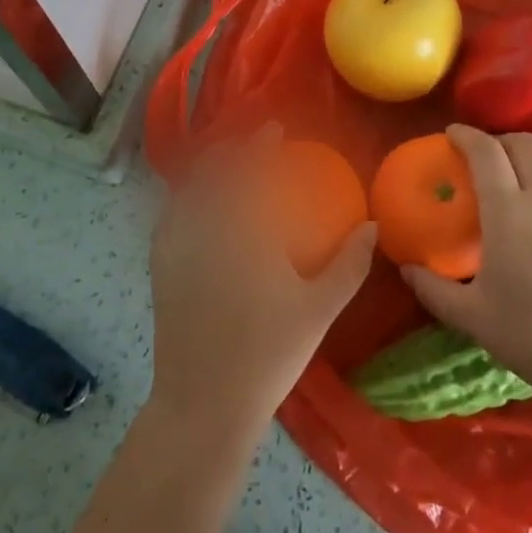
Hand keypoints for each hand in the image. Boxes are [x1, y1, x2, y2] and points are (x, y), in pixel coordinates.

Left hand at [148, 126, 376, 443]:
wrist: (204, 401)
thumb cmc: (268, 353)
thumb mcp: (320, 309)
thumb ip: (350, 263)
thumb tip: (372, 225)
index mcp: (244, 231)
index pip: (249, 171)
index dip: (260, 145)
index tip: (274, 130)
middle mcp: (205, 226)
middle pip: (212, 171)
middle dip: (230, 149)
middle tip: (249, 144)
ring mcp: (176, 245)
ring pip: (187, 189)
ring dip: (206, 168)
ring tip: (224, 165)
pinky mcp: (159, 265)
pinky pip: (169, 214)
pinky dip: (184, 196)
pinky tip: (195, 203)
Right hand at [401, 125, 531, 413]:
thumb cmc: (531, 334)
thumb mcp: (471, 316)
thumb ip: (434, 289)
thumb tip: (407, 269)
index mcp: (508, 210)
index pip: (487, 151)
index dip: (467, 135)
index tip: (451, 134)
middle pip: (526, 145)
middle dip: (501, 140)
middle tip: (482, 155)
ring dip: (528, 166)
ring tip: (511, 190)